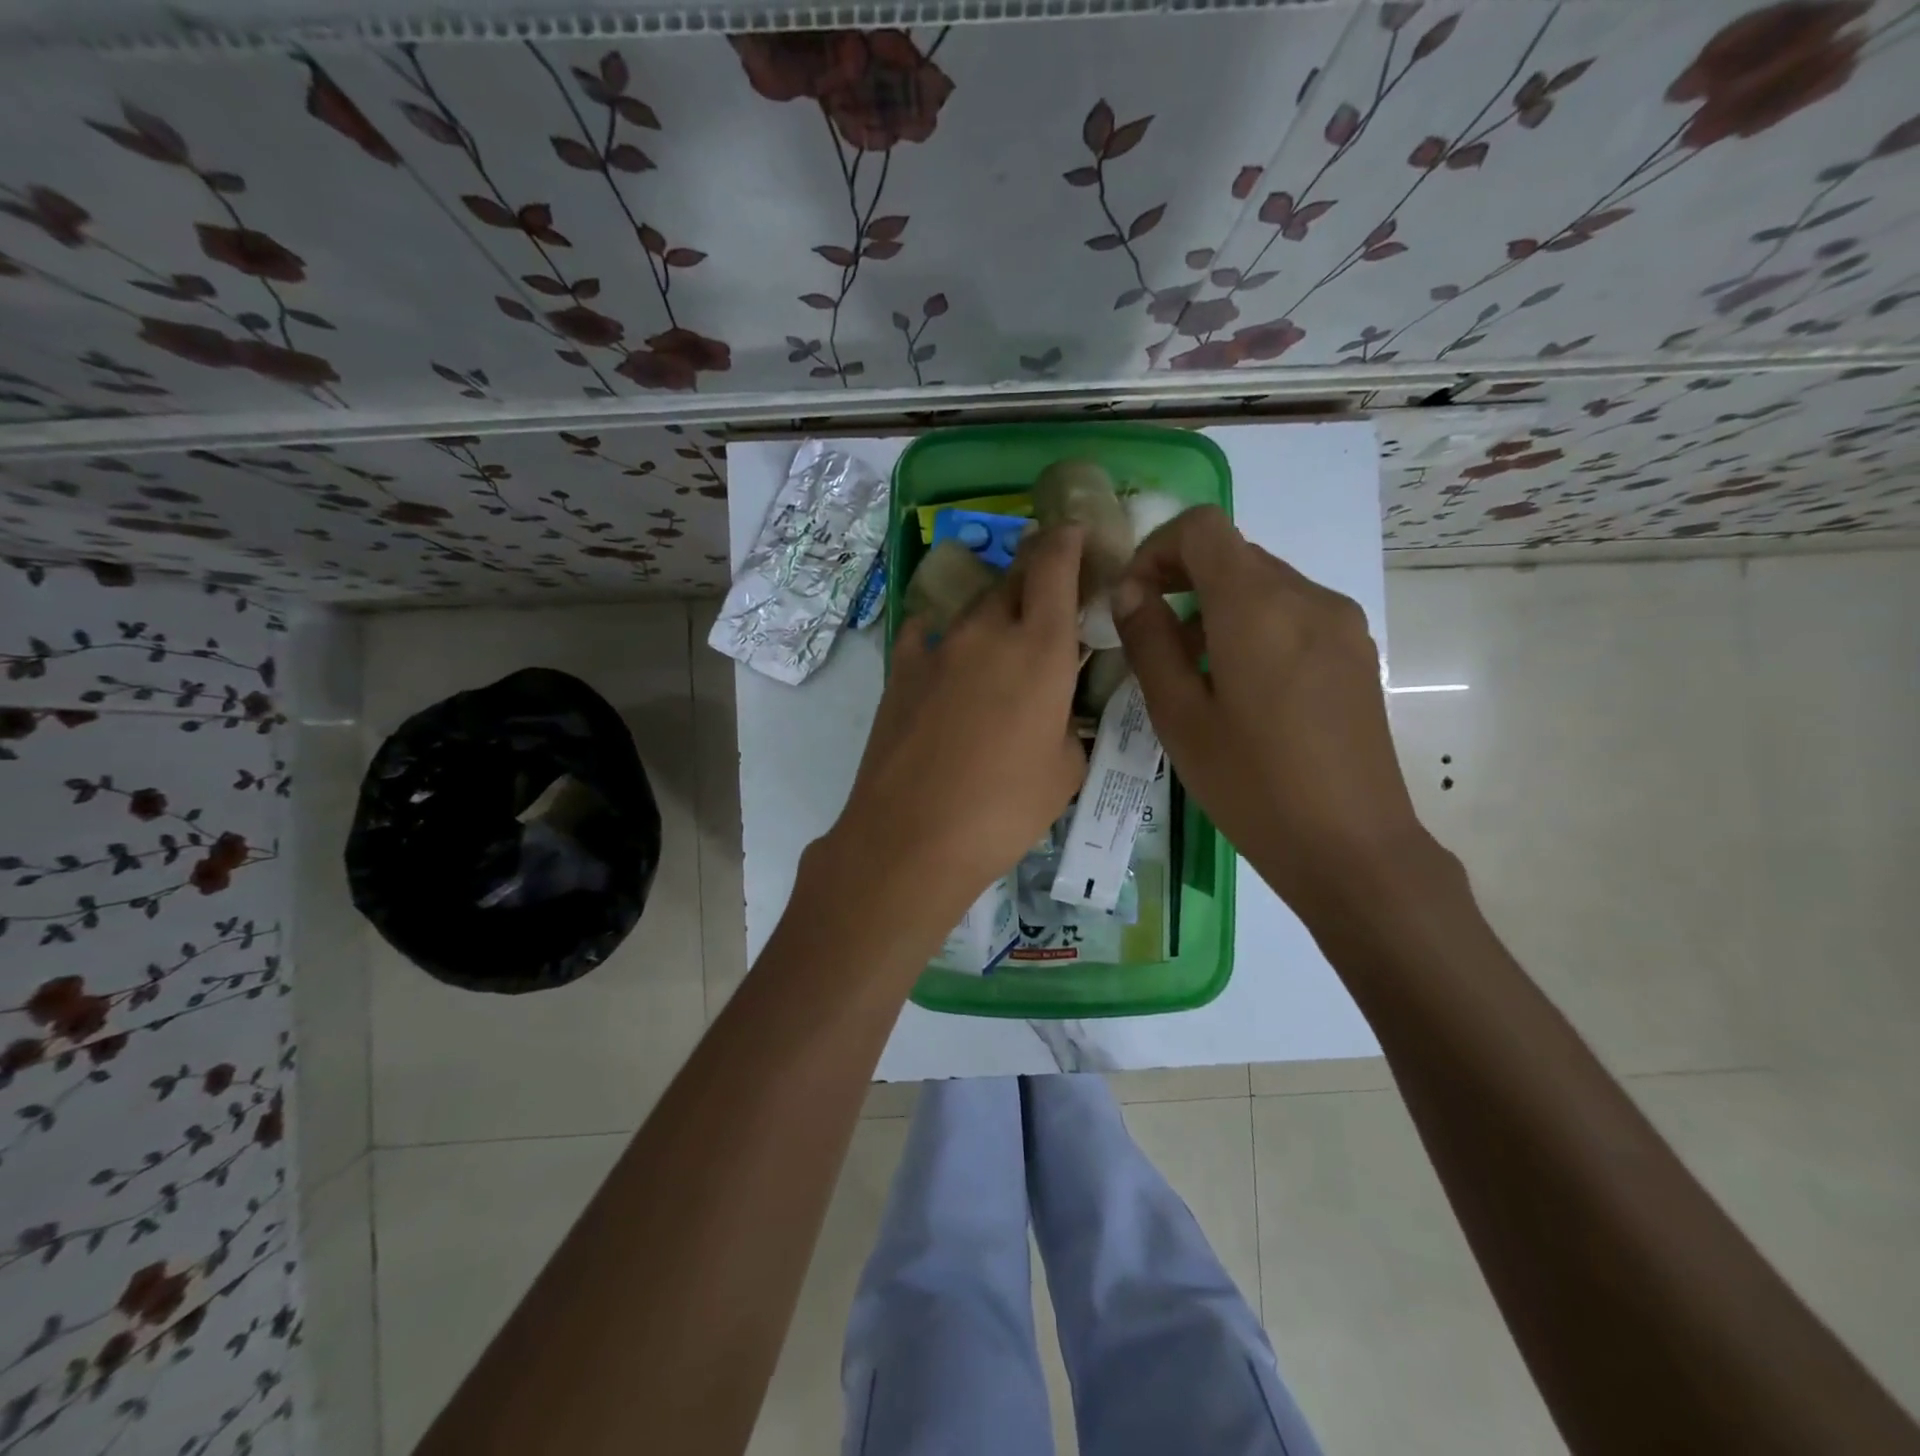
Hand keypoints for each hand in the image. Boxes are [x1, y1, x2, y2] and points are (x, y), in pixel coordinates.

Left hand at [826, 526, 1087, 920]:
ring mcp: (937, 649)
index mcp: (1040, 649)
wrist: (911, 836)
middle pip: (1012, 578)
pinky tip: (943, 656)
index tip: (1075, 531)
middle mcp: (987, 633)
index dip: (1067, 539)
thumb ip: (1068, 726)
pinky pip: (924, 635)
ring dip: (992, 611)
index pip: (1055, 565)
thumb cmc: (1003, 809)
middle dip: (1033, 573)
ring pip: (972, 608)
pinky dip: (941, 636)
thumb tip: (1055, 715)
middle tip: (1047, 591)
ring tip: (1000, 635)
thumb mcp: (1064, 772)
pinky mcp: (899, 672)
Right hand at [1111, 506, 1432, 911]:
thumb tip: (1130, 593)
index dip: (1156, 549)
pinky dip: (1254, 625)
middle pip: (1233, 554)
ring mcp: (1341, 623)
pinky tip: (1243, 688)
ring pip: (1263, 584)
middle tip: (1153, 640)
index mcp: (1257, 606)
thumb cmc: (1252, 786)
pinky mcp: (1356, 652)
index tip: (1134, 601)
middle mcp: (1307, 596)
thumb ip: (1150, 643)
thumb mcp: (1180, 717)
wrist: (1352, 846)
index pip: (1202, 528)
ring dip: (1217, 607)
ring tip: (1195, 673)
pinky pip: (1293, 613)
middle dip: (1182, 580)